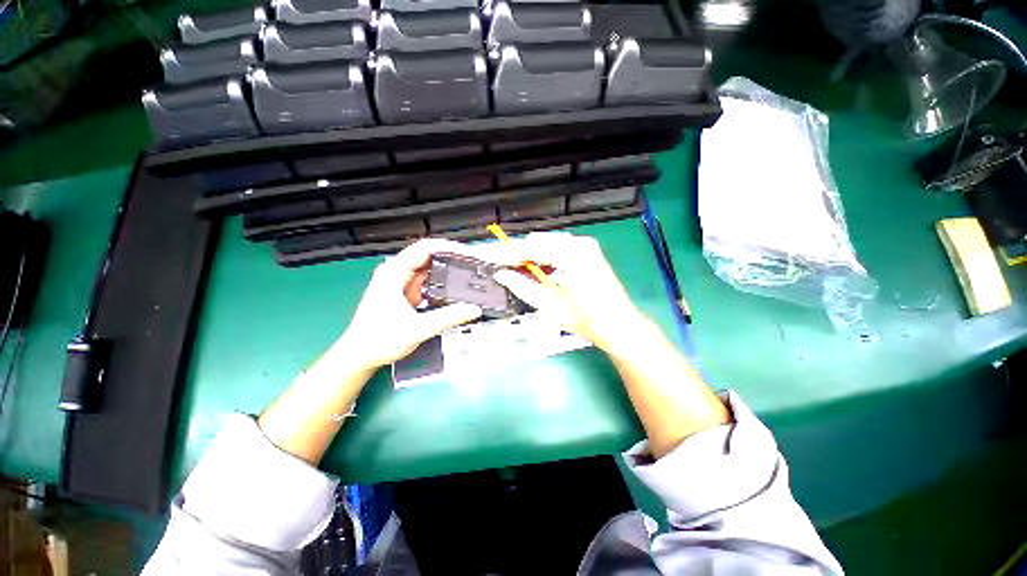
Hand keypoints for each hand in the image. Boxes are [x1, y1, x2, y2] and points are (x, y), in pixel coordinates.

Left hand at [335, 239, 483, 370]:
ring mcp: (400, 282)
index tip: (468, 254)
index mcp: (394, 273)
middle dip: (452, 258)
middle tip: (474, 265)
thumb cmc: (380, 340)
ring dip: (448, 270)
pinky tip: (455, 289)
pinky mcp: (404, 293)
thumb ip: (448, 318)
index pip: (425, 248)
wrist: (359, 356)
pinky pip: (427, 281)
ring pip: (429, 269)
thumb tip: (474, 309)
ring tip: (469, 275)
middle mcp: (396, 272)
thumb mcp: (418, 329)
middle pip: (428, 256)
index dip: (448, 247)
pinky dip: (441, 283)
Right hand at [492, 232, 648, 352]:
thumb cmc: (587, 320)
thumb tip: (502, 274)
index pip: (531, 248)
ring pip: (546, 243)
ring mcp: (585, 245)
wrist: (619, 325)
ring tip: (517, 272)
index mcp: (572, 255)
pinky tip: (537, 270)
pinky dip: (544, 257)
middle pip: (538, 242)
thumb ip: (523, 287)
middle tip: (503, 270)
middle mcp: (580, 244)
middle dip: (518, 255)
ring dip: (530, 256)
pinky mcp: (588, 251)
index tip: (491, 261)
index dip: (508, 255)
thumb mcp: (550, 306)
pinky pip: (557, 248)